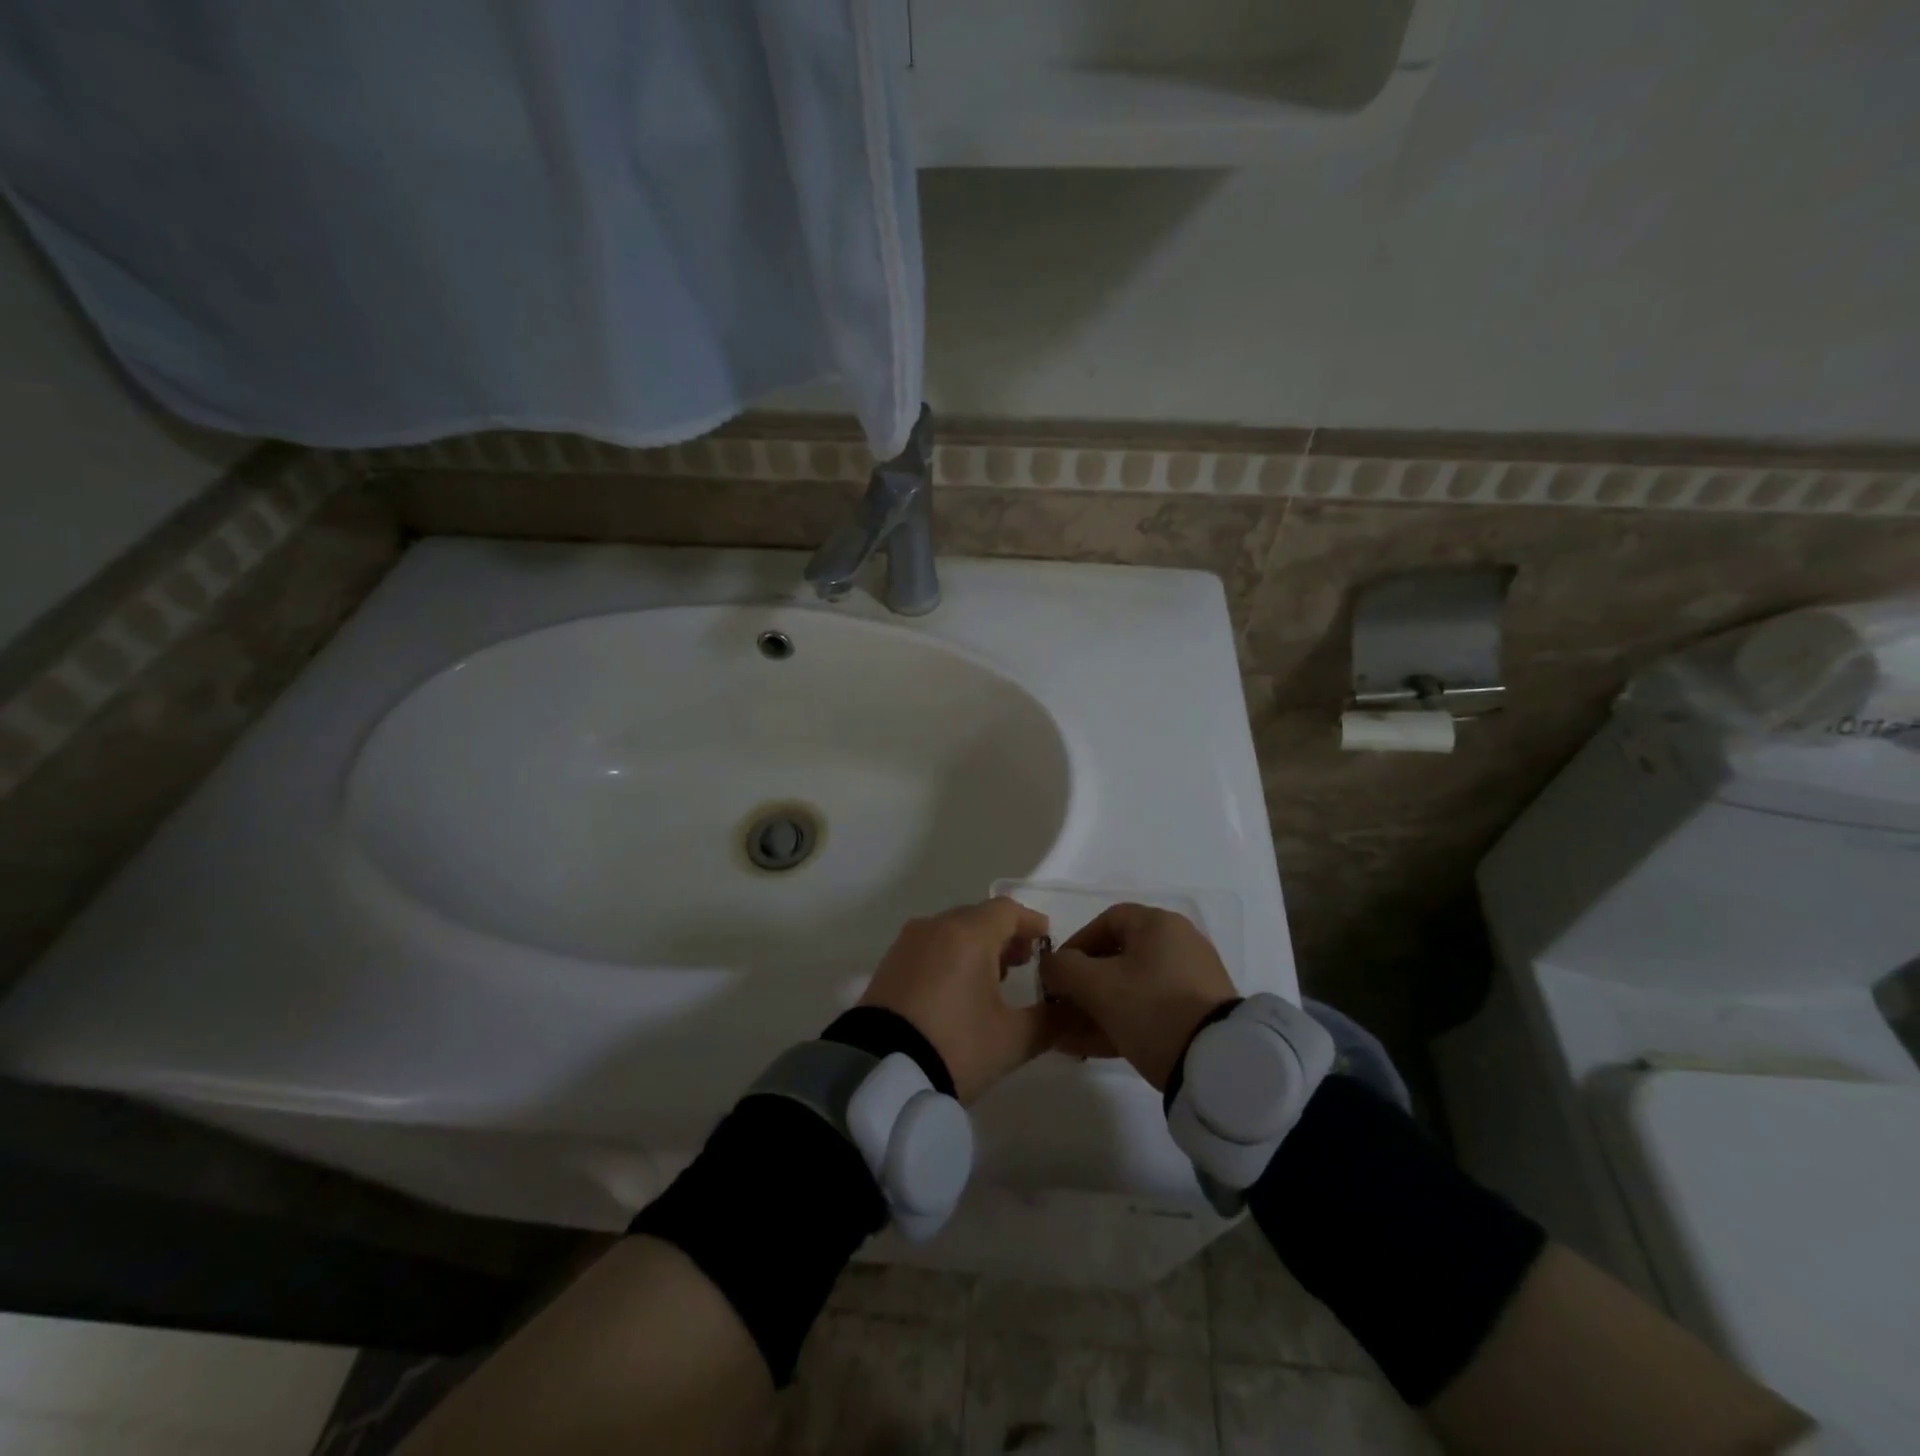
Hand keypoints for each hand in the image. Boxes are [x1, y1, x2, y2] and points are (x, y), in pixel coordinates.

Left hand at [859, 898, 1054, 1104]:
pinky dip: (951, 956)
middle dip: (1005, 935)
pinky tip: (959, 989)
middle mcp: (936, 927)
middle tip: (1023, 963)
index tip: (1047, 942)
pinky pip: (930, 946)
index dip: (1031, 923)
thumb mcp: (1012, 1040)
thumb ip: (1050, 1021)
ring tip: (993, 980)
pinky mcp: (889, 963)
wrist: (880, 1074)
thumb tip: (1074, 1011)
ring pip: (952, 931)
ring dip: (977, 946)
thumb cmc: (955, 1046)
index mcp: (968, 933)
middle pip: (979, 917)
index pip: (1008, 910)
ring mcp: (908, 943)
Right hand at [1040, 903, 1237, 1090]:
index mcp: (1158, 925)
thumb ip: (1064, 968)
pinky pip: (1149, 1011)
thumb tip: (1050, 964)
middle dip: (1082, 986)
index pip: (1107, 920)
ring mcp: (1191, 981)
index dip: (1076, 944)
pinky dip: (1120, 1023)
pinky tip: (1091, 1049)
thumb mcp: (1098, 986)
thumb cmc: (1152, 1008)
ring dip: (1096, 1010)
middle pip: (1118, 958)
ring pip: (1131, 989)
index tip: (1056, 973)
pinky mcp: (1197, 1015)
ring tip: (1068, 1037)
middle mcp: (1178, 944)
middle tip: (1061, 1010)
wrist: (1218, 1063)